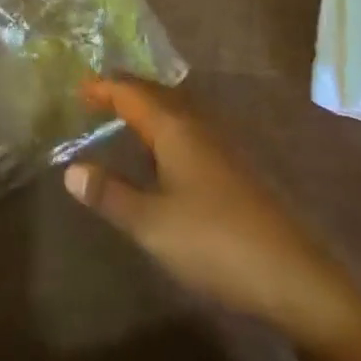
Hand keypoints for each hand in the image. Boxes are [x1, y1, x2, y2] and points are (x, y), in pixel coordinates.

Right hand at [64, 78, 360, 346]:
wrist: (289, 274)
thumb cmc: (214, 241)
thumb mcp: (152, 224)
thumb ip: (110, 195)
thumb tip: (70, 170)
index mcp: (174, 127)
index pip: (131, 93)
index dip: (103, 87)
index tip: (77, 86)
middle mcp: (196, 124)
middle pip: (154, 94)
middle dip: (124, 91)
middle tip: (94, 95)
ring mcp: (218, 144)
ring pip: (173, 111)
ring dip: (145, 108)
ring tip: (120, 117)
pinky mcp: (231, 167)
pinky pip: (186, 129)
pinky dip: (163, 128)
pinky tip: (160, 153)